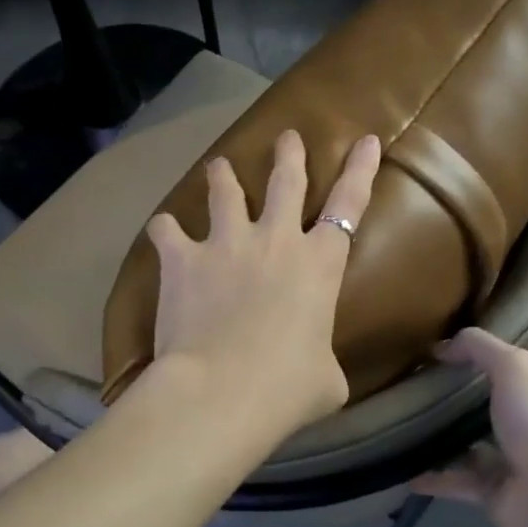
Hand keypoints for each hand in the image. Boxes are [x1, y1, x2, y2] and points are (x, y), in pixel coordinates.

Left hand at [144, 130, 381, 437]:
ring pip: (226, 192)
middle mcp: (276, 240)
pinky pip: (168, 230)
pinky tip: (162, 229)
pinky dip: (165, 229)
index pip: (349, 205)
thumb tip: (317, 372)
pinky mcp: (184, 258)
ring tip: (218, 165)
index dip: (360, 170)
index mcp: (320, 265)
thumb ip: (323, 360)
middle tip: (287, 137)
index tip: (366, 140)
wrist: (222, 389)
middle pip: (286, 181)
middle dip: (289, 155)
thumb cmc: (287, 388)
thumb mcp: (327, 380)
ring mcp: (227, 243)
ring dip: (223, 175)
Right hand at [412, 327, 527, 526]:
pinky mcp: (496, 493)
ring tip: (410, 427)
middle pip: (498, 411)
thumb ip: (479, 347)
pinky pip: (457, 482)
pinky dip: (433, 477)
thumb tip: (441, 347)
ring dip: (447, 441)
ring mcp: (516, 464)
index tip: (462, 359)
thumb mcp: (513, 366)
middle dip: (466, 404)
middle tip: (428, 390)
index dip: (501, 365)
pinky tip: (407, 470)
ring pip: (474, 448)